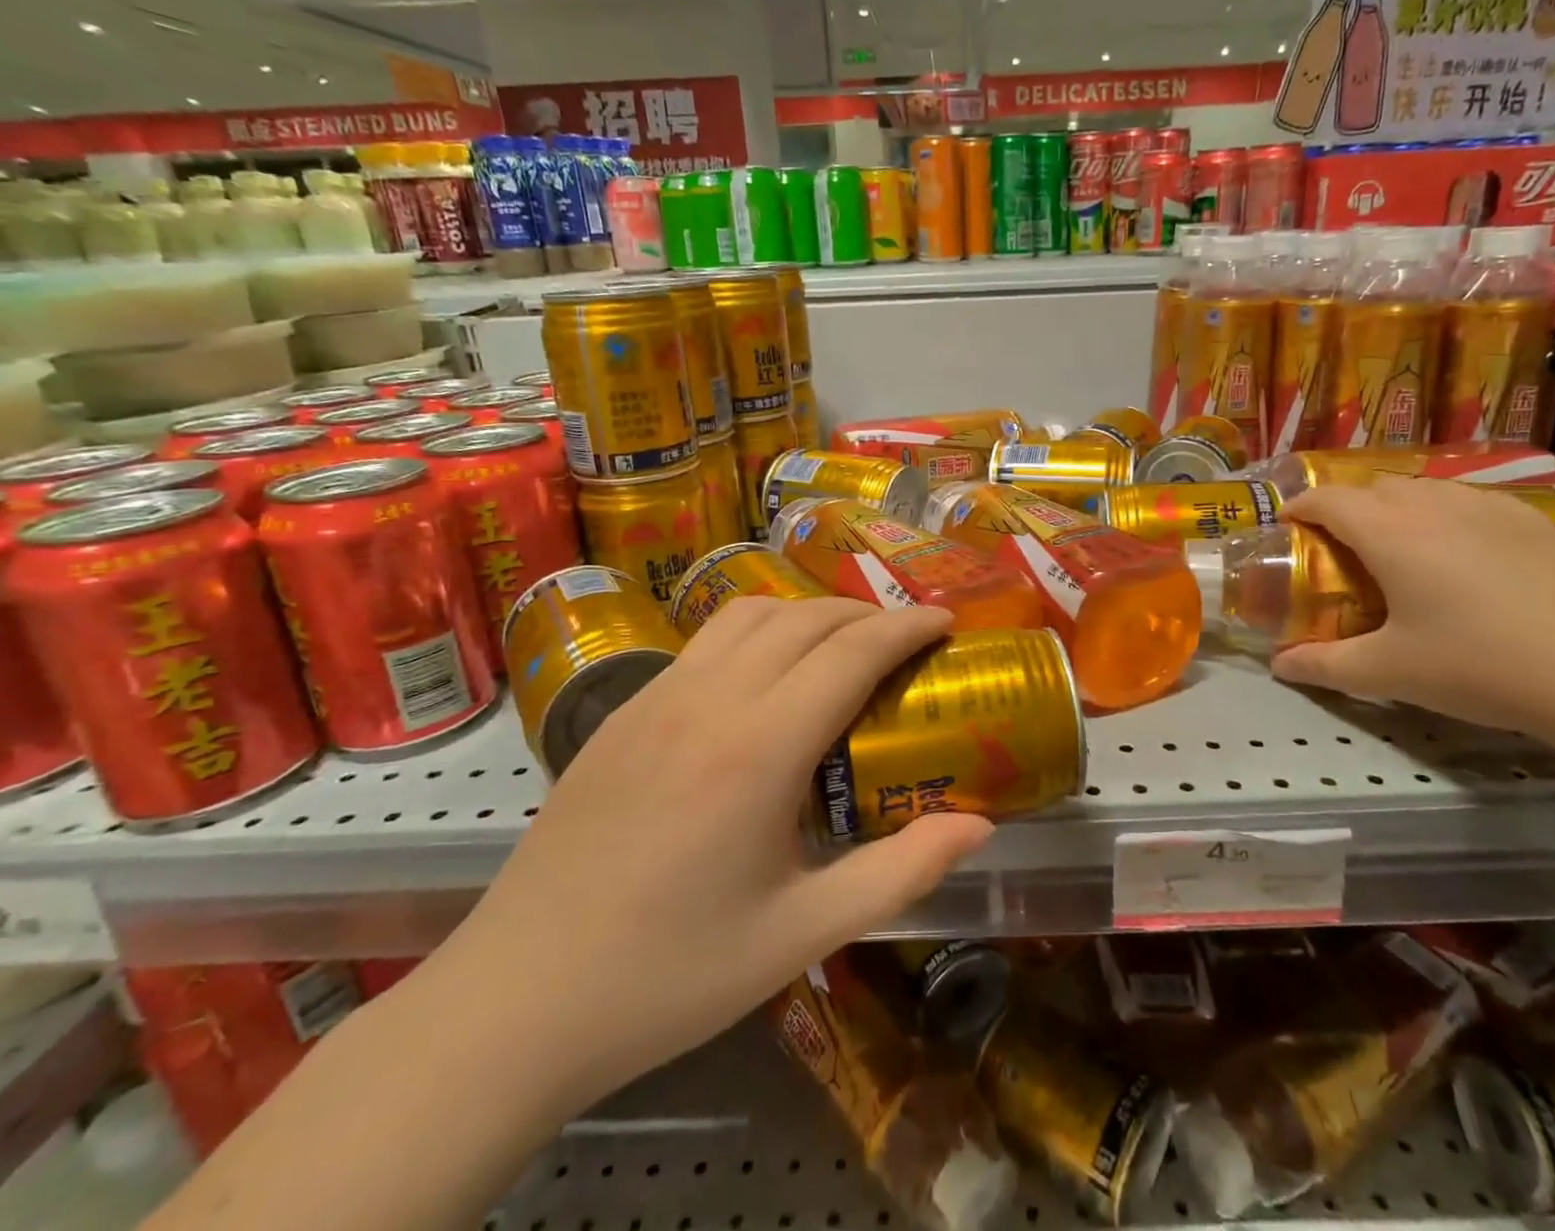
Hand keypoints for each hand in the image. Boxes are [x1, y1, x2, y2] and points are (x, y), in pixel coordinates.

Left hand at [426, 598, 991, 1113]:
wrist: (517, 1001)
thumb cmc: (670, 973)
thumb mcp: (800, 934)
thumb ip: (899, 872)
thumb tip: (978, 826)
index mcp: (759, 748)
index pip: (852, 652)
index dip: (907, 627)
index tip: (945, 621)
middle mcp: (709, 700)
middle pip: (805, 618)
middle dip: (866, 613)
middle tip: (905, 638)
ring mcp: (657, 698)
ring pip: (750, 614)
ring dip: (808, 613)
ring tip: (840, 645)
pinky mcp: (624, 712)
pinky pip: (706, 640)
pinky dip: (758, 631)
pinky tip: (764, 678)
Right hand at [1267, 478, 1554, 743]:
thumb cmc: (1488, 667)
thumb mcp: (1392, 674)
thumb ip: (1325, 666)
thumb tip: (1279, 665)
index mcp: (1390, 531)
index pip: (1326, 499)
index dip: (1297, 509)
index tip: (1285, 530)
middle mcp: (1435, 504)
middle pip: (1372, 487)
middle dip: (1344, 510)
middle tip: (1338, 553)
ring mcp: (1492, 507)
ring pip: (1423, 490)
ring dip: (1394, 510)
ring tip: (1398, 556)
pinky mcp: (1538, 522)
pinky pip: (1467, 504)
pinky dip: (1442, 519)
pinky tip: (1464, 565)